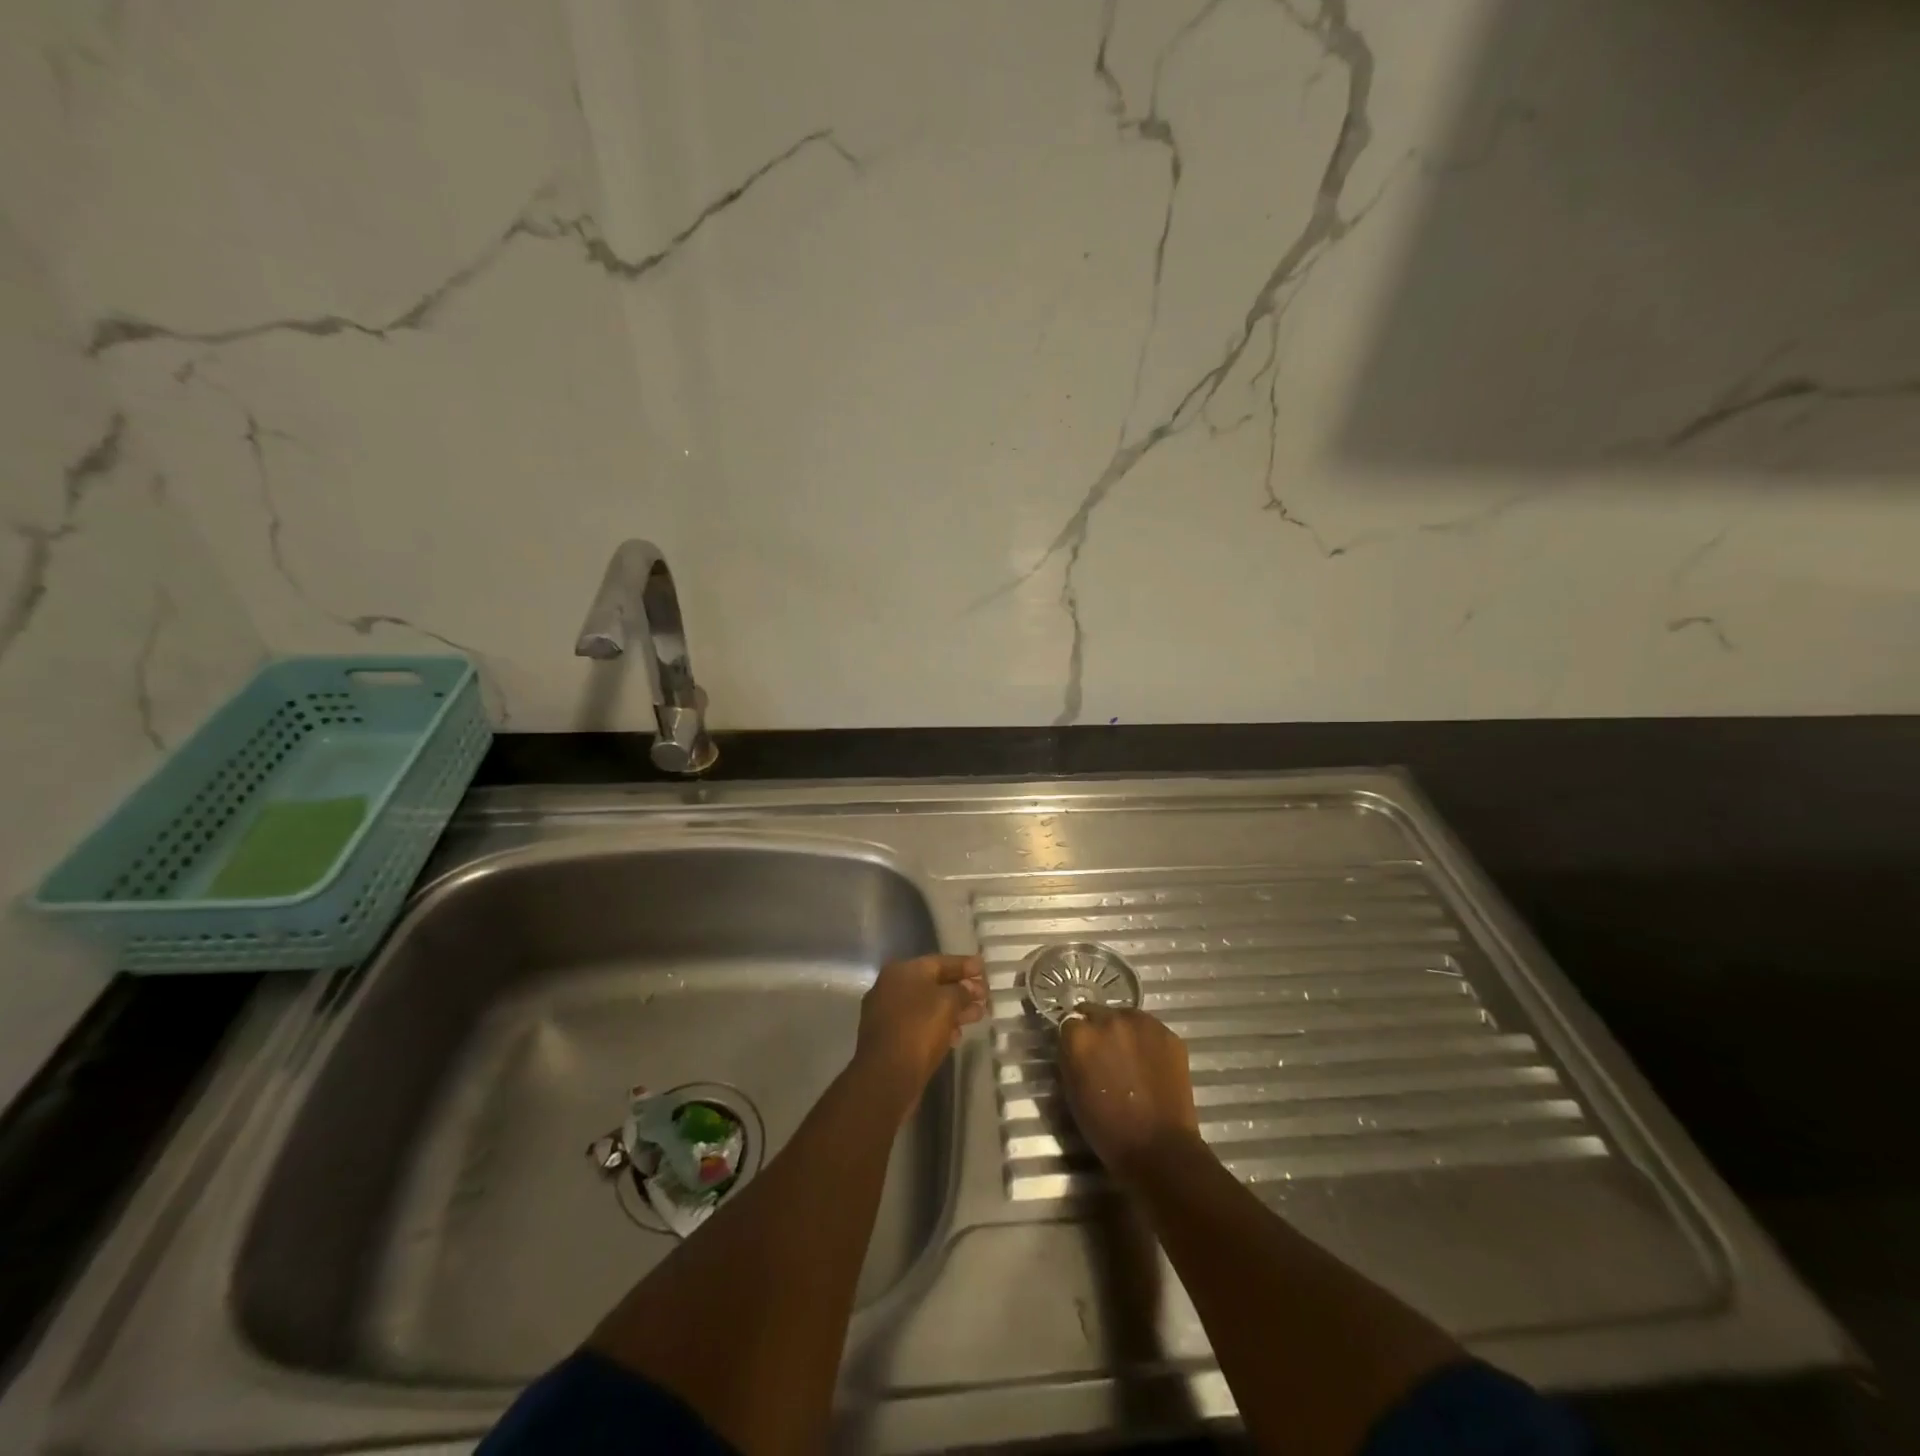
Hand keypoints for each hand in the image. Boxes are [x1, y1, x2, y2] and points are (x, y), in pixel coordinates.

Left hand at [854, 954, 986, 1109]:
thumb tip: (969, 988)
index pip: (939, 962)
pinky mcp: (891, 1038)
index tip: (984, 968)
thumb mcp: (947, 1003)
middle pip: (934, 983)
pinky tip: (957, 1035)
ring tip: (979, 1015)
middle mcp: (891, 988)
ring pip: (928, 1006)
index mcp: (902, 971)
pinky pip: (920, 1025)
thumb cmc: (918, 1029)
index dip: (964, 965)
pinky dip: (939, 1026)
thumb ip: (962, 991)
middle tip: (985, 995)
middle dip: (961, 989)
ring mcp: (888, 1014)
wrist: (886, 1076)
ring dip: (954, 1009)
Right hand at [1058, 1007, 1200, 1180]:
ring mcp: (1143, 1024)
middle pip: (1096, 1012)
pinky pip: (1150, 1029)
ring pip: (1125, 1016)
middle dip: (1097, 1029)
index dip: (1074, 1038)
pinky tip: (1151, 1064)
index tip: (1080, 1053)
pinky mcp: (1169, 1034)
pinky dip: (1147, 1041)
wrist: (1159, 1149)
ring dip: (1123, 1031)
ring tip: (1130, 1058)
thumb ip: (1071, 1056)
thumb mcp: (1072, 1090)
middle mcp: (1109, 1020)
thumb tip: (1076, 1043)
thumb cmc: (1106, 1128)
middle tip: (1104, 1055)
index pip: (1069, 1021)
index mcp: (1080, 1035)